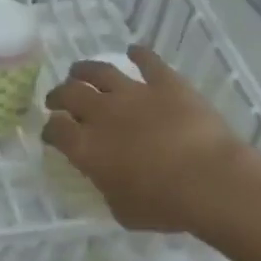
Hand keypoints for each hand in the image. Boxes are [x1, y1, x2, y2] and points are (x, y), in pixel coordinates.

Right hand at [41, 44, 255, 233]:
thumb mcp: (122, 210)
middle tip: (57, 98)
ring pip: (100, 71)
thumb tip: (106, 177)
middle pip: (69, 94)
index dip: (51, 130)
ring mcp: (134, 93)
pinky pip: (148, 61)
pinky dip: (139, 54)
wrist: (209, 181)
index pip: (56, 130)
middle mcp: (102, 114)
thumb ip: (107, 188)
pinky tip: (133, 51)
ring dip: (85, 69)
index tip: (52, 133)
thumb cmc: (164, 205)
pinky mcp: (166, 83)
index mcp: (86, 148)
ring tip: (79, 71)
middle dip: (58, 95)